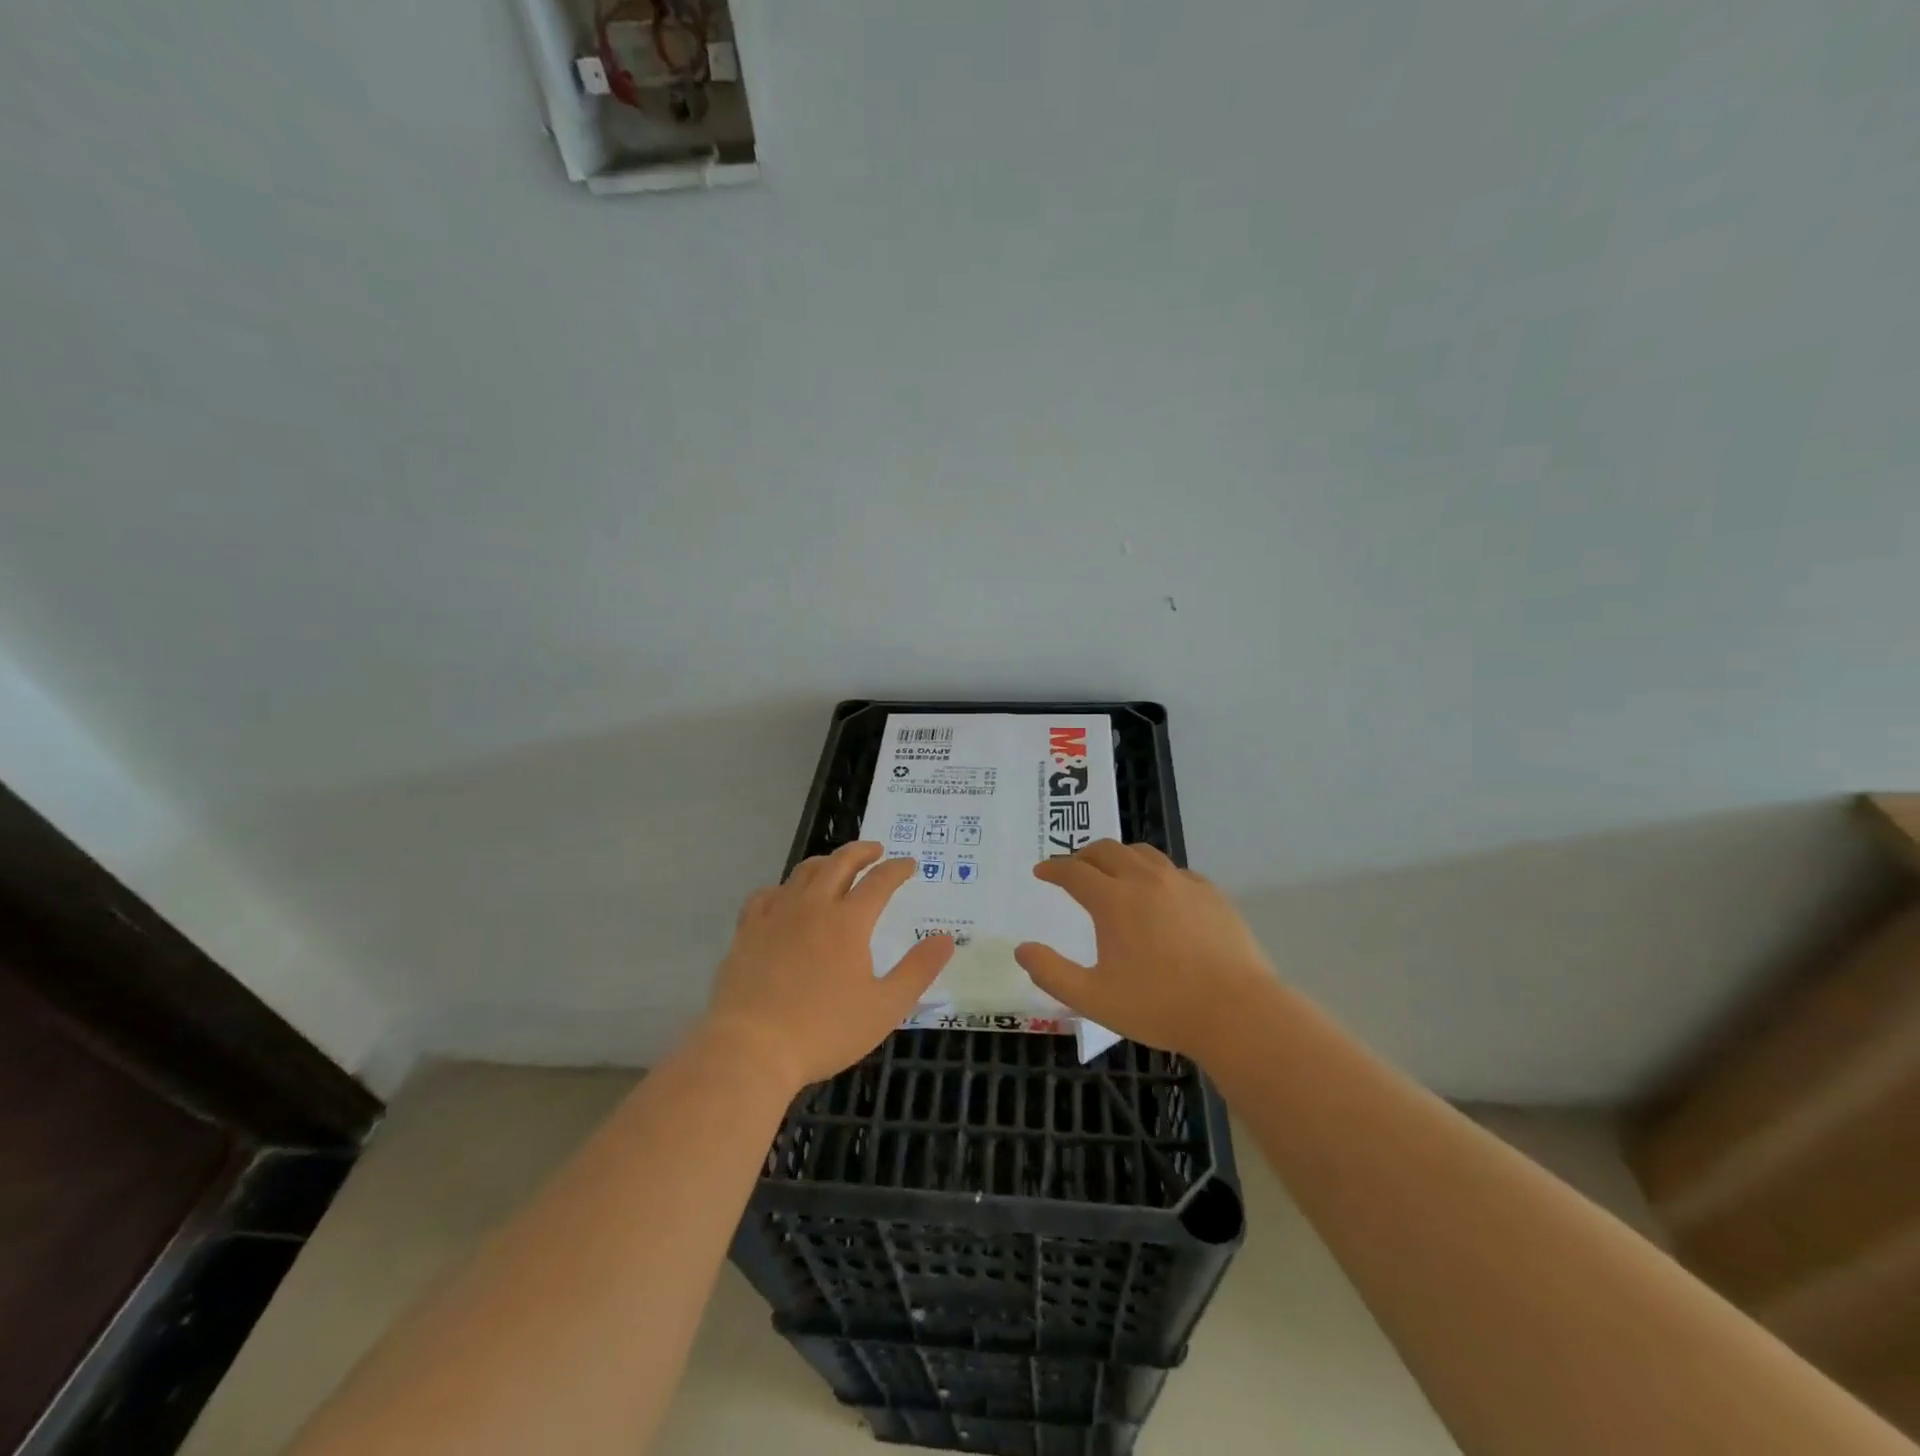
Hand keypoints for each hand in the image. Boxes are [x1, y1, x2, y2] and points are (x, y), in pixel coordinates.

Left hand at [705, 841, 954, 1091]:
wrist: (751, 1048)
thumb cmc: (824, 1030)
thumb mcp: (885, 1007)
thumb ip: (918, 970)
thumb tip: (946, 938)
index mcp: (849, 921)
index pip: (879, 881)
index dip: (897, 869)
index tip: (909, 864)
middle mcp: (813, 906)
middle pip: (840, 863)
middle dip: (862, 851)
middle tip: (876, 850)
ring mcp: (776, 915)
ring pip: (803, 872)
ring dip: (826, 862)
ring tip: (835, 865)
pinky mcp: (747, 931)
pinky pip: (766, 895)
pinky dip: (784, 888)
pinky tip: (785, 897)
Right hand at [1014, 839, 1274, 1063]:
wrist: (1237, 1012)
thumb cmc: (1160, 1006)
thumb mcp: (1094, 998)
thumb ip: (1052, 973)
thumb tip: (1022, 949)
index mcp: (1113, 900)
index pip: (1074, 871)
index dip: (1053, 869)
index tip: (1041, 871)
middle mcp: (1145, 880)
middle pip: (1106, 850)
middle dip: (1083, 855)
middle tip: (1072, 868)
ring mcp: (1182, 883)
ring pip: (1142, 853)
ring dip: (1119, 857)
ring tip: (1112, 871)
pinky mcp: (1211, 894)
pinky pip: (1174, 870)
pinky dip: (1154, 872)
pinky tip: (1158, 892)